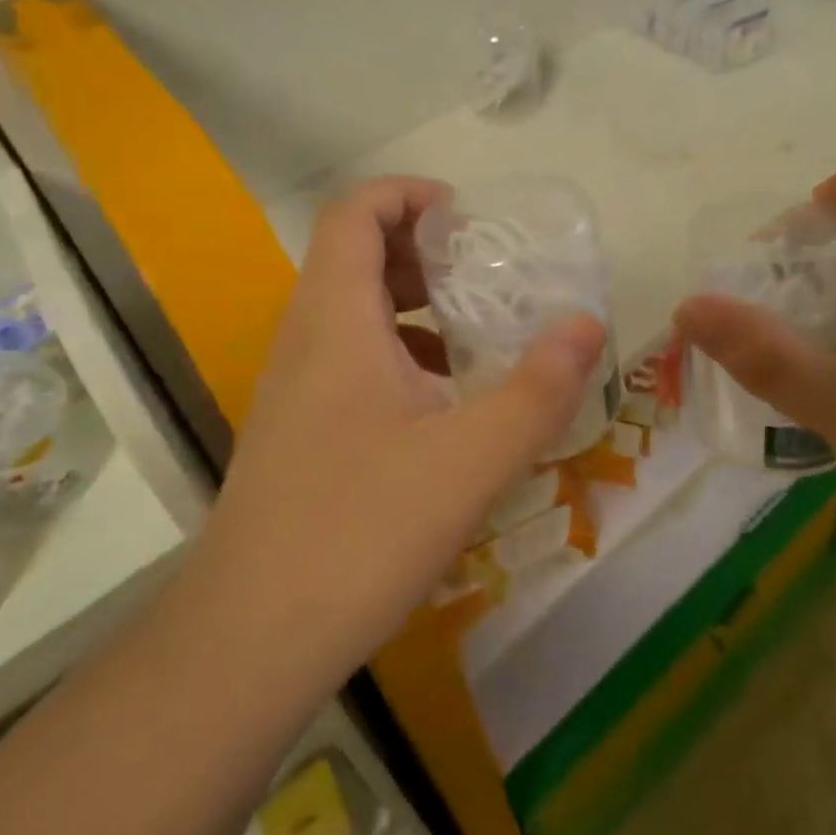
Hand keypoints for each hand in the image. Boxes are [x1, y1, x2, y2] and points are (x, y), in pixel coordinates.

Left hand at [187, 177, 605, 700]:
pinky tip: (443, 402)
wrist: (249, 640)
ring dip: (411, 301)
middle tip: (485, 272)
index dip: (407, 193)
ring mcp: (294, 385)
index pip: (354, 212)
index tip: (467, 217)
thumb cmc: (358, 532)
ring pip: (351, 308)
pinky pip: (349, 356)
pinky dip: (398, 350)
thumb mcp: (470, 460)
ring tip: (476, 330)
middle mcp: (304, 337)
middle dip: (421, 248)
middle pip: (353, 253)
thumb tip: (586, 323)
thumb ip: (537, 389)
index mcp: (335, 318)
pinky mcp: (297, 427)